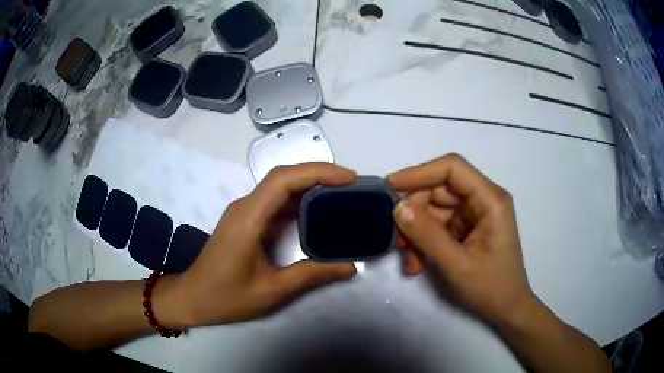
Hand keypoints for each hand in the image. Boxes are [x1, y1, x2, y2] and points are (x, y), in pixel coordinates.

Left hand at [171, 163, 356, 326]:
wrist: (193, 299)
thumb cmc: (226, 297)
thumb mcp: (272, 290)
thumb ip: (311, 275)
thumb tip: (350, 266)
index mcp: (248, 219)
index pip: (284, 180)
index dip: (318, 172)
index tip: (349, 178)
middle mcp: (245, 207)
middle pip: (283, 177)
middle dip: (319, 174)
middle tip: (352, 185)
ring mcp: (244, 212)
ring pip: (279, 187)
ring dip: (310, 185)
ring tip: (341, 193)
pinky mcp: (246, 221)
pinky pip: (275, 202)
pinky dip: (299, 200)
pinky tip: (317, 210)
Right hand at [387, 154, 534, 325]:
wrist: (506, 309)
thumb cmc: (491, 287)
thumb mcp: (457, 264)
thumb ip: (427, 235)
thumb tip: (397, 207)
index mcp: (490, 199)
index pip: (452, 168)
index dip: (419, 173)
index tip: (390, 187)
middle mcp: (482, 200)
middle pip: (438, 191)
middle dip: (414, 214)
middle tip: (396, 239)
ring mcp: (473, 216)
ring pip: (433, 211)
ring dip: (416, 234)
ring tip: (410, 262)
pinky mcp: (465, 230)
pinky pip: (437, 227)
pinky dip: (423, 243)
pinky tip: (417, 265)